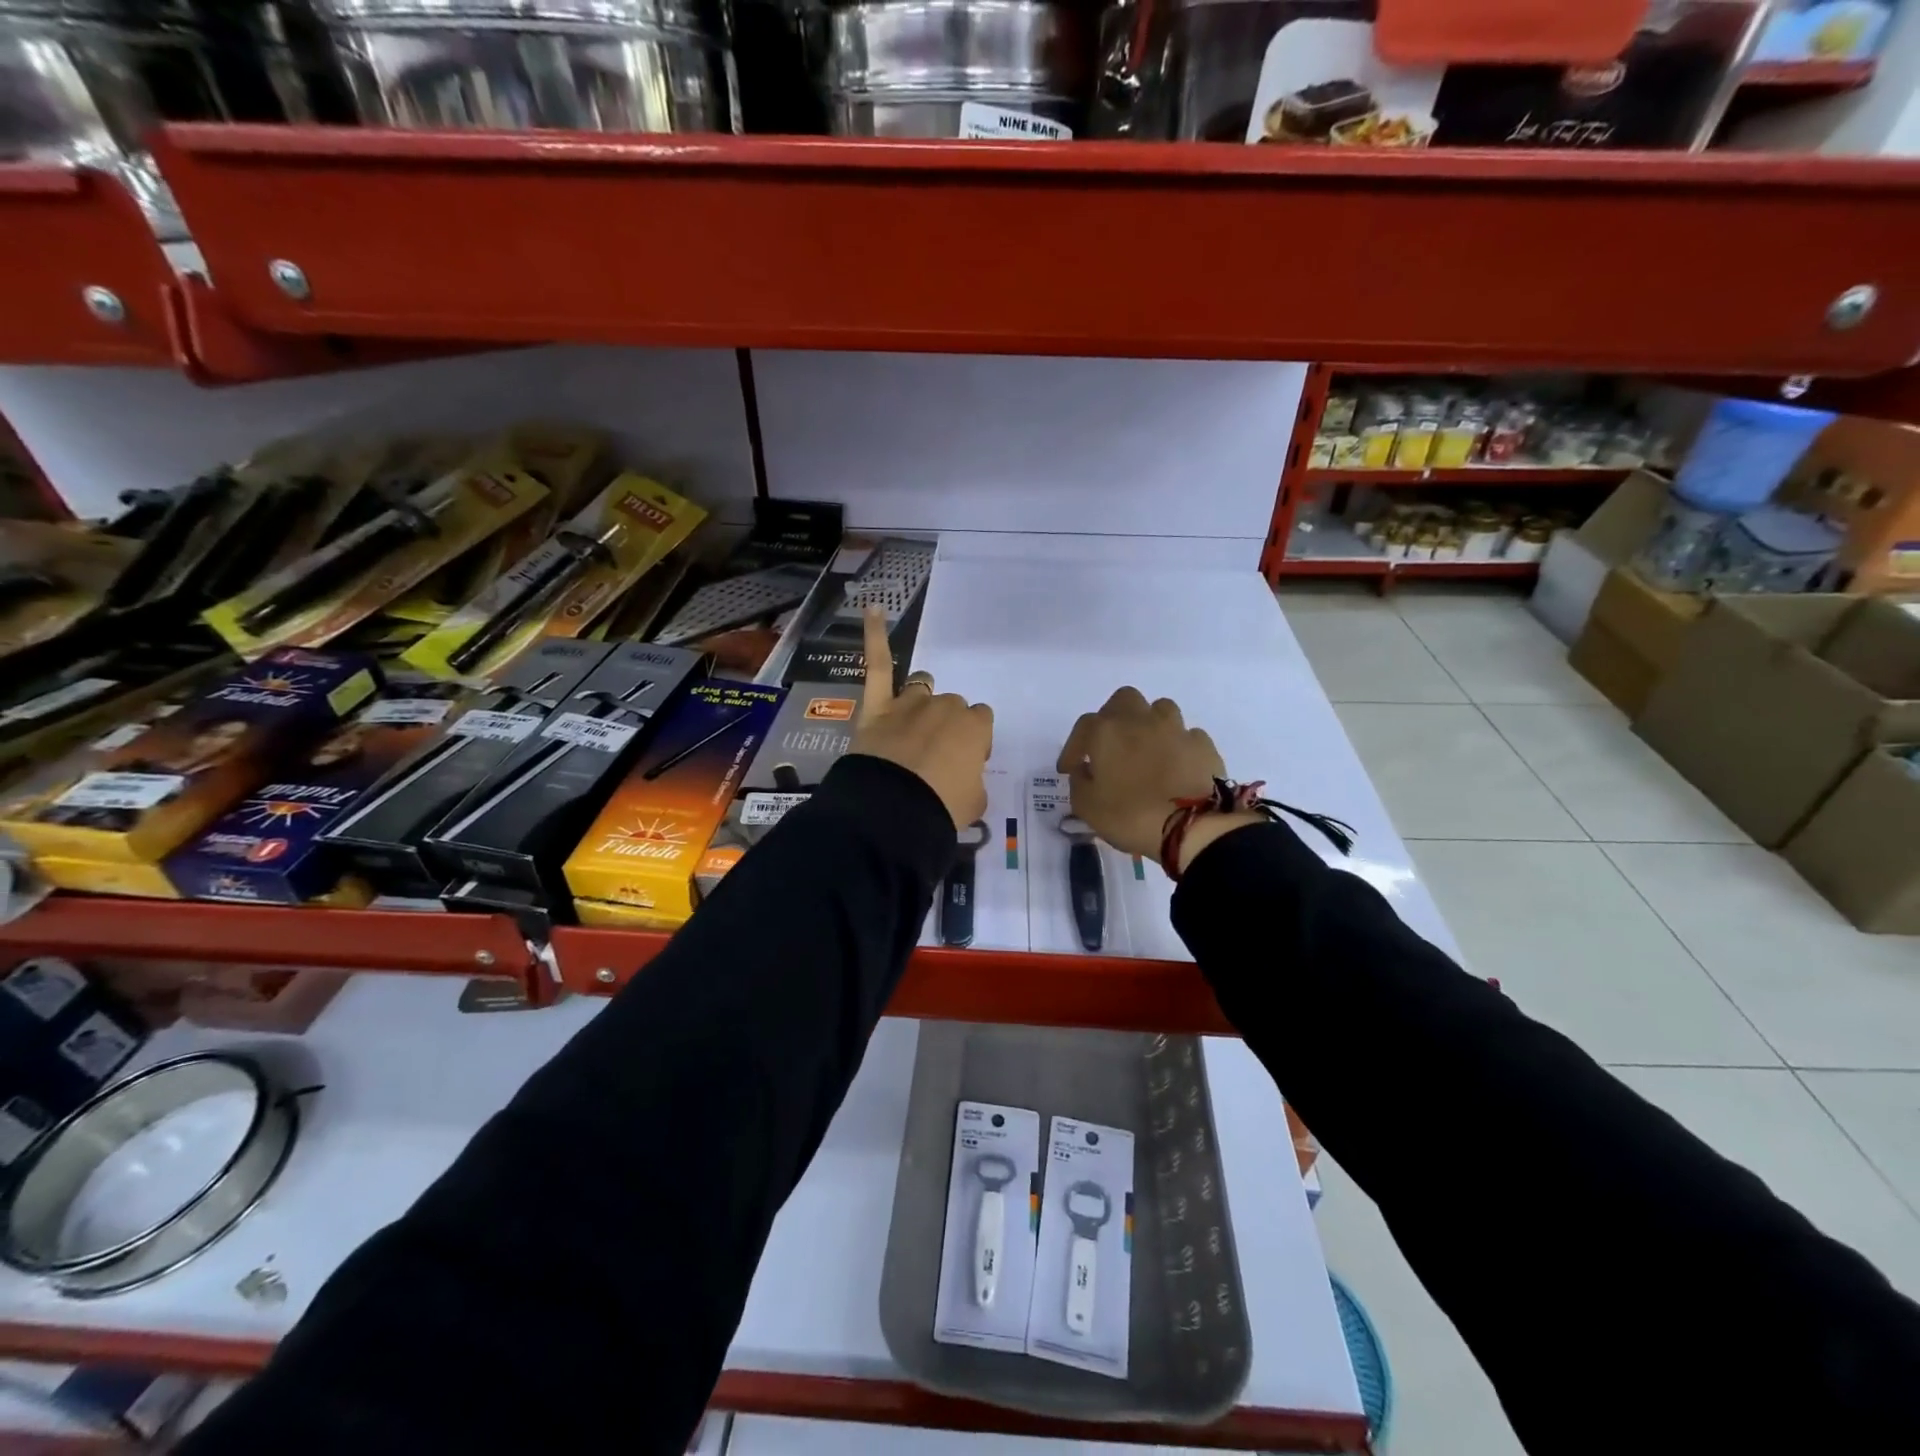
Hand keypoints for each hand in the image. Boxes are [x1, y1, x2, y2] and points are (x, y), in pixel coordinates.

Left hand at [854, 608, 992, 827]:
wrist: (893, 811)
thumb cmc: (942, 807)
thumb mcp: (974, 804)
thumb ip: (973, 784)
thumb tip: (964, 781)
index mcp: (974, 727)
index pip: (981, 722)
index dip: (974, 742)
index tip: (964, 763)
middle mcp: (945, 707)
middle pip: (952, 706)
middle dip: (946, 725)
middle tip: (935, 757)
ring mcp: (909, 703)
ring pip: (922, 687)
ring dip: (922, 700)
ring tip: (914, 721)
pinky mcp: (877, 706)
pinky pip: (877, 664)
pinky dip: (874, 635)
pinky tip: (874, 609)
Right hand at [1058, 688, 1254, 869]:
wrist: (1192, 828)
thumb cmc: (1130, 816)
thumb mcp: (1086, 807)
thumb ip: (1079, 782)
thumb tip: (1085, 769)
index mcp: (1107, 731)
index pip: (1083, 727)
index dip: (1073, 748)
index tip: (1070, 769)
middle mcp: (1141, 720)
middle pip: (1123, 700)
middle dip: (1113, 718)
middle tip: (1110, 745)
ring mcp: (1176, 729)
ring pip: (1159, 709)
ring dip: (1148, 724)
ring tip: (1146, 749)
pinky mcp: (1203, 745)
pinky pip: (1186, 735)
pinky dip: (1177, 745)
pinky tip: (1175, 765)